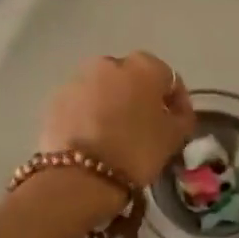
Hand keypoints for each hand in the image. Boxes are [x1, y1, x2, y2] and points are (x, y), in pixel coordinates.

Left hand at [40, 52, 196, 190]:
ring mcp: (79, 78)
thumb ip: (181, 117)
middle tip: (144, 127)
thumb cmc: (136, 150)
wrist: (80, 175)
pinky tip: (92, 138)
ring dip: (112, 104)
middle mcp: (109, 63)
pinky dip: (89, 114)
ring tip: (115, 134)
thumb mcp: (173, 137)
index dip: (176, 101)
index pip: (168, 78)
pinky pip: (81, 102)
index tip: (177, 123)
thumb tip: (176, 111)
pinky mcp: (57, 97)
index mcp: (143, 66)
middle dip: (140, 98)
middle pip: (132, 79)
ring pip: (104, 89)